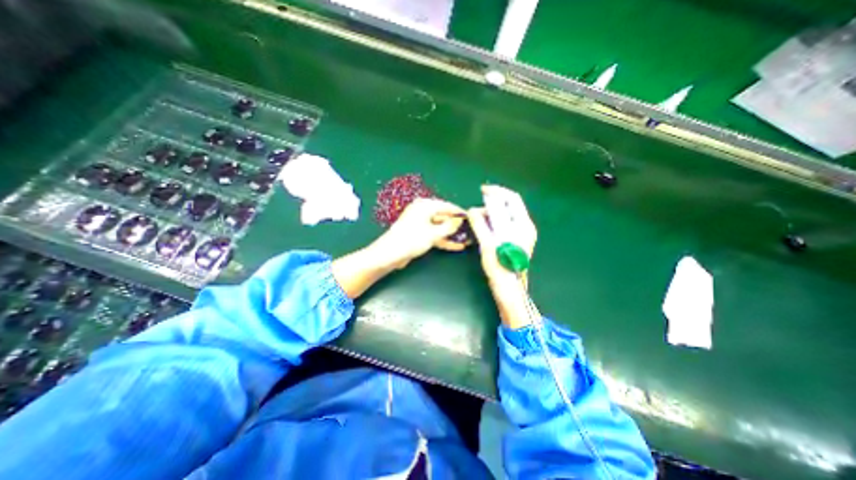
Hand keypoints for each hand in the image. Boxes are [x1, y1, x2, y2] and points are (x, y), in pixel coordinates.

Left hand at [370, 196, 465, 267]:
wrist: (390, 254)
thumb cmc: (412, 239)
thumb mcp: (433, 233)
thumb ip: (449, 227)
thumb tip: (459, 221)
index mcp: (425, 206)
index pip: (447, 206)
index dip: (459, 212)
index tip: (471, 217)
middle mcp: (423, 212)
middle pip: (444, 217)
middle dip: (456, 225)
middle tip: (470, 230)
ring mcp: (421, 223)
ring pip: (440, 227)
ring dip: (452, 234)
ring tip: (466, 239)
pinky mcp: (419, 234)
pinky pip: (435, 234)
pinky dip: (444, 239)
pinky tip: (456, 245)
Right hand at [467, 185, 533, 285]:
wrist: (510, 289)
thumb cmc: (500, 268)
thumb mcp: (488, 245)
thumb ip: (480, 225)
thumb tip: (472, 210)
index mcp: (523, 225)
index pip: (511, 199)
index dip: (496, 191)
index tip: (481, 190)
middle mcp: (526, 226)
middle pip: (510, 204)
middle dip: (493, 201)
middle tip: (477, 206)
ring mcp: (523, 233)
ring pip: (507, 213)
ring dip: (492, 211)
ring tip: (478, 218)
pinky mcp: (518, 239)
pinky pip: (506, 222)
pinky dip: (495, 220)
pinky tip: (485, 225)